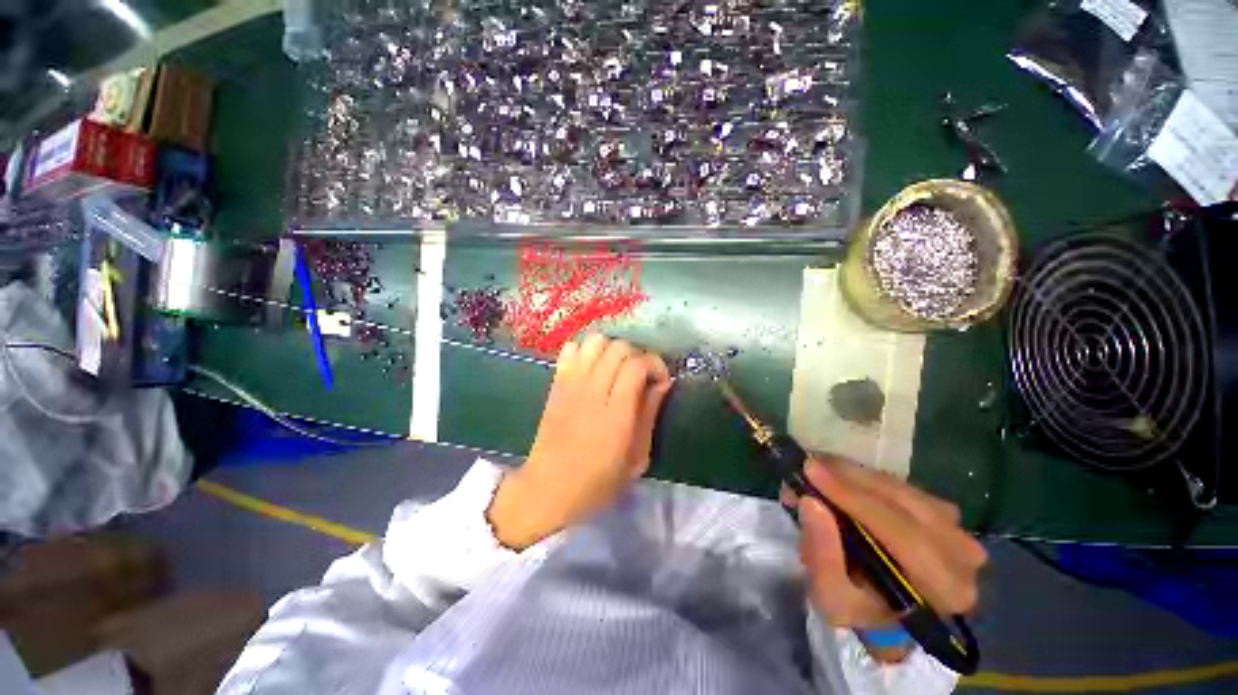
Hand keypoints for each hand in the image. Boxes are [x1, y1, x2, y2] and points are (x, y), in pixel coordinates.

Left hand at [488, 335, 671, 549]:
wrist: (547, 488)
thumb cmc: (597, 482)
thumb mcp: (636, 459)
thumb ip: (649, 415)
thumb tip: (662, 382)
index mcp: (615, 415)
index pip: (637, 365)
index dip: (655, 364)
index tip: (660, 380)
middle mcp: (592, 391)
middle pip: (618, 347)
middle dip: (637, 355)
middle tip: (640, 376)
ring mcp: (571, 384)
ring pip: (595, 341)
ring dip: (612, 350)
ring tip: (617, 369)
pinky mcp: (556, 383)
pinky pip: (570, 348)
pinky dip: (586, 350)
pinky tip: (592, 368)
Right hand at [785, 457, 985, 631]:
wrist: (886, 606)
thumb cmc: (859, 606)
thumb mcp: (831, 596)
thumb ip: (821, 555)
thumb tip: (810, 502)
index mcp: (944, 590)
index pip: (903, 535)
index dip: (854, 498)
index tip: (811, 471)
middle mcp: (963, 557)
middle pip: (904, 503)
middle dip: (849, 480)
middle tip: (807, 466)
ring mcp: (957, 528)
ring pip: (900, 487)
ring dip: (853, 474)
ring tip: (817, 469)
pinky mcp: (943, 510)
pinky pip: (900, 483)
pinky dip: (864, 476)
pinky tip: (837, 476)